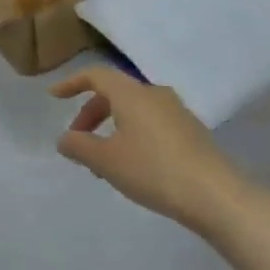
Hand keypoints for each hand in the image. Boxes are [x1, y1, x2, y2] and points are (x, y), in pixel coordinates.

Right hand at [50, 68, 241, 233]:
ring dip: (112, 127)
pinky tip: (132, 165)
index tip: (55, 97)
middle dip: (91, 113)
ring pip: (134, 109)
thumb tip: (64, 138)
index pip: (96, 75)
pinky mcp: (191, 131)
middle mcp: (154, 94)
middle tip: (78, 140)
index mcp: (131, 94)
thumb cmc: (153, 170)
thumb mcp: (106, 161)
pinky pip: (151, 122)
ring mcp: (176, 111)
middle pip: (114, 93)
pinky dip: (132, 134)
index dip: (72, 83)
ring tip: (103, 161)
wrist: (215, 194)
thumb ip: (79, 146)